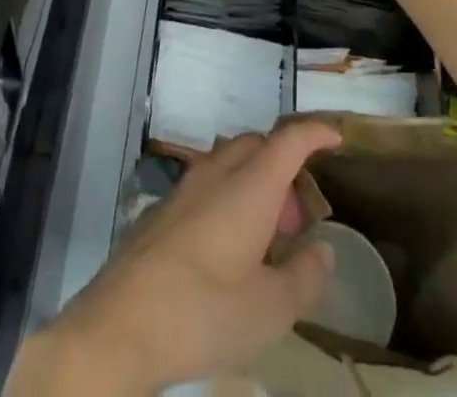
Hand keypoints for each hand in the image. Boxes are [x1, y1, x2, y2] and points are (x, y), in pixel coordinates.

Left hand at [9, 123, 341, 394]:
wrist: (121, 323)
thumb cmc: (203, 311)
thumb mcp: (269, 309)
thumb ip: (304, 276)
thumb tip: (322, 249)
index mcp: (249, 185)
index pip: (289, 139)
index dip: (315, 132)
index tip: (336, 138)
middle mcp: (217, 172)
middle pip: (258, 145)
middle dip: (285, 165)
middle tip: (298, 217)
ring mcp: (185, 187)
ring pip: (230, 162)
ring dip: (255, 183)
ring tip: (266, 238)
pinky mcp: (163, 208)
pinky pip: (207, 183)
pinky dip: (229, 197)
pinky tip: (228, 248)